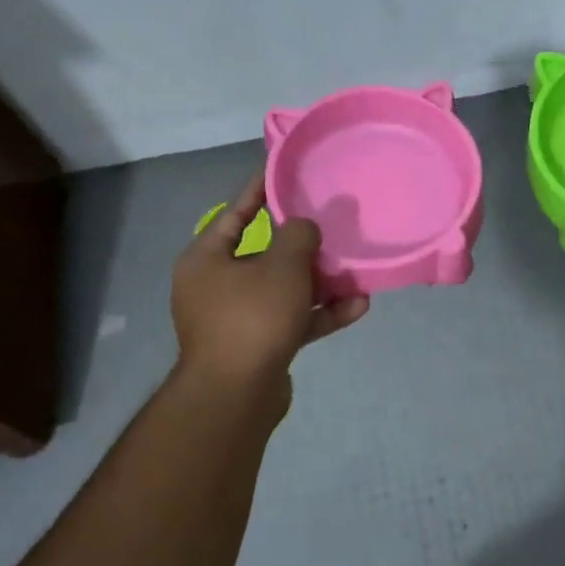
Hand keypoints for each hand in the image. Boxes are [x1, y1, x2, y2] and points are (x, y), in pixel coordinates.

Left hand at [171, 173, 368, 396]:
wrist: (237, 395)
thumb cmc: (252, 316)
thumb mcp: (282, 265)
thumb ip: (299, 235)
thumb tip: (305, 227)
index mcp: (206, 259)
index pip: (236, 212)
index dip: (262, 190)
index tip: (285, 170)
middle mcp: (215, 286)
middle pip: (264, 254)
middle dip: (302, 243)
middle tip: (331, 223)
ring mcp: (236, 319)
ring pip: (283, 289)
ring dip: (320, 282)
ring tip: (356, 269)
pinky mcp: (258, 346)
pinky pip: (292, 320)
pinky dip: (320, 312)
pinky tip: (358, 306)